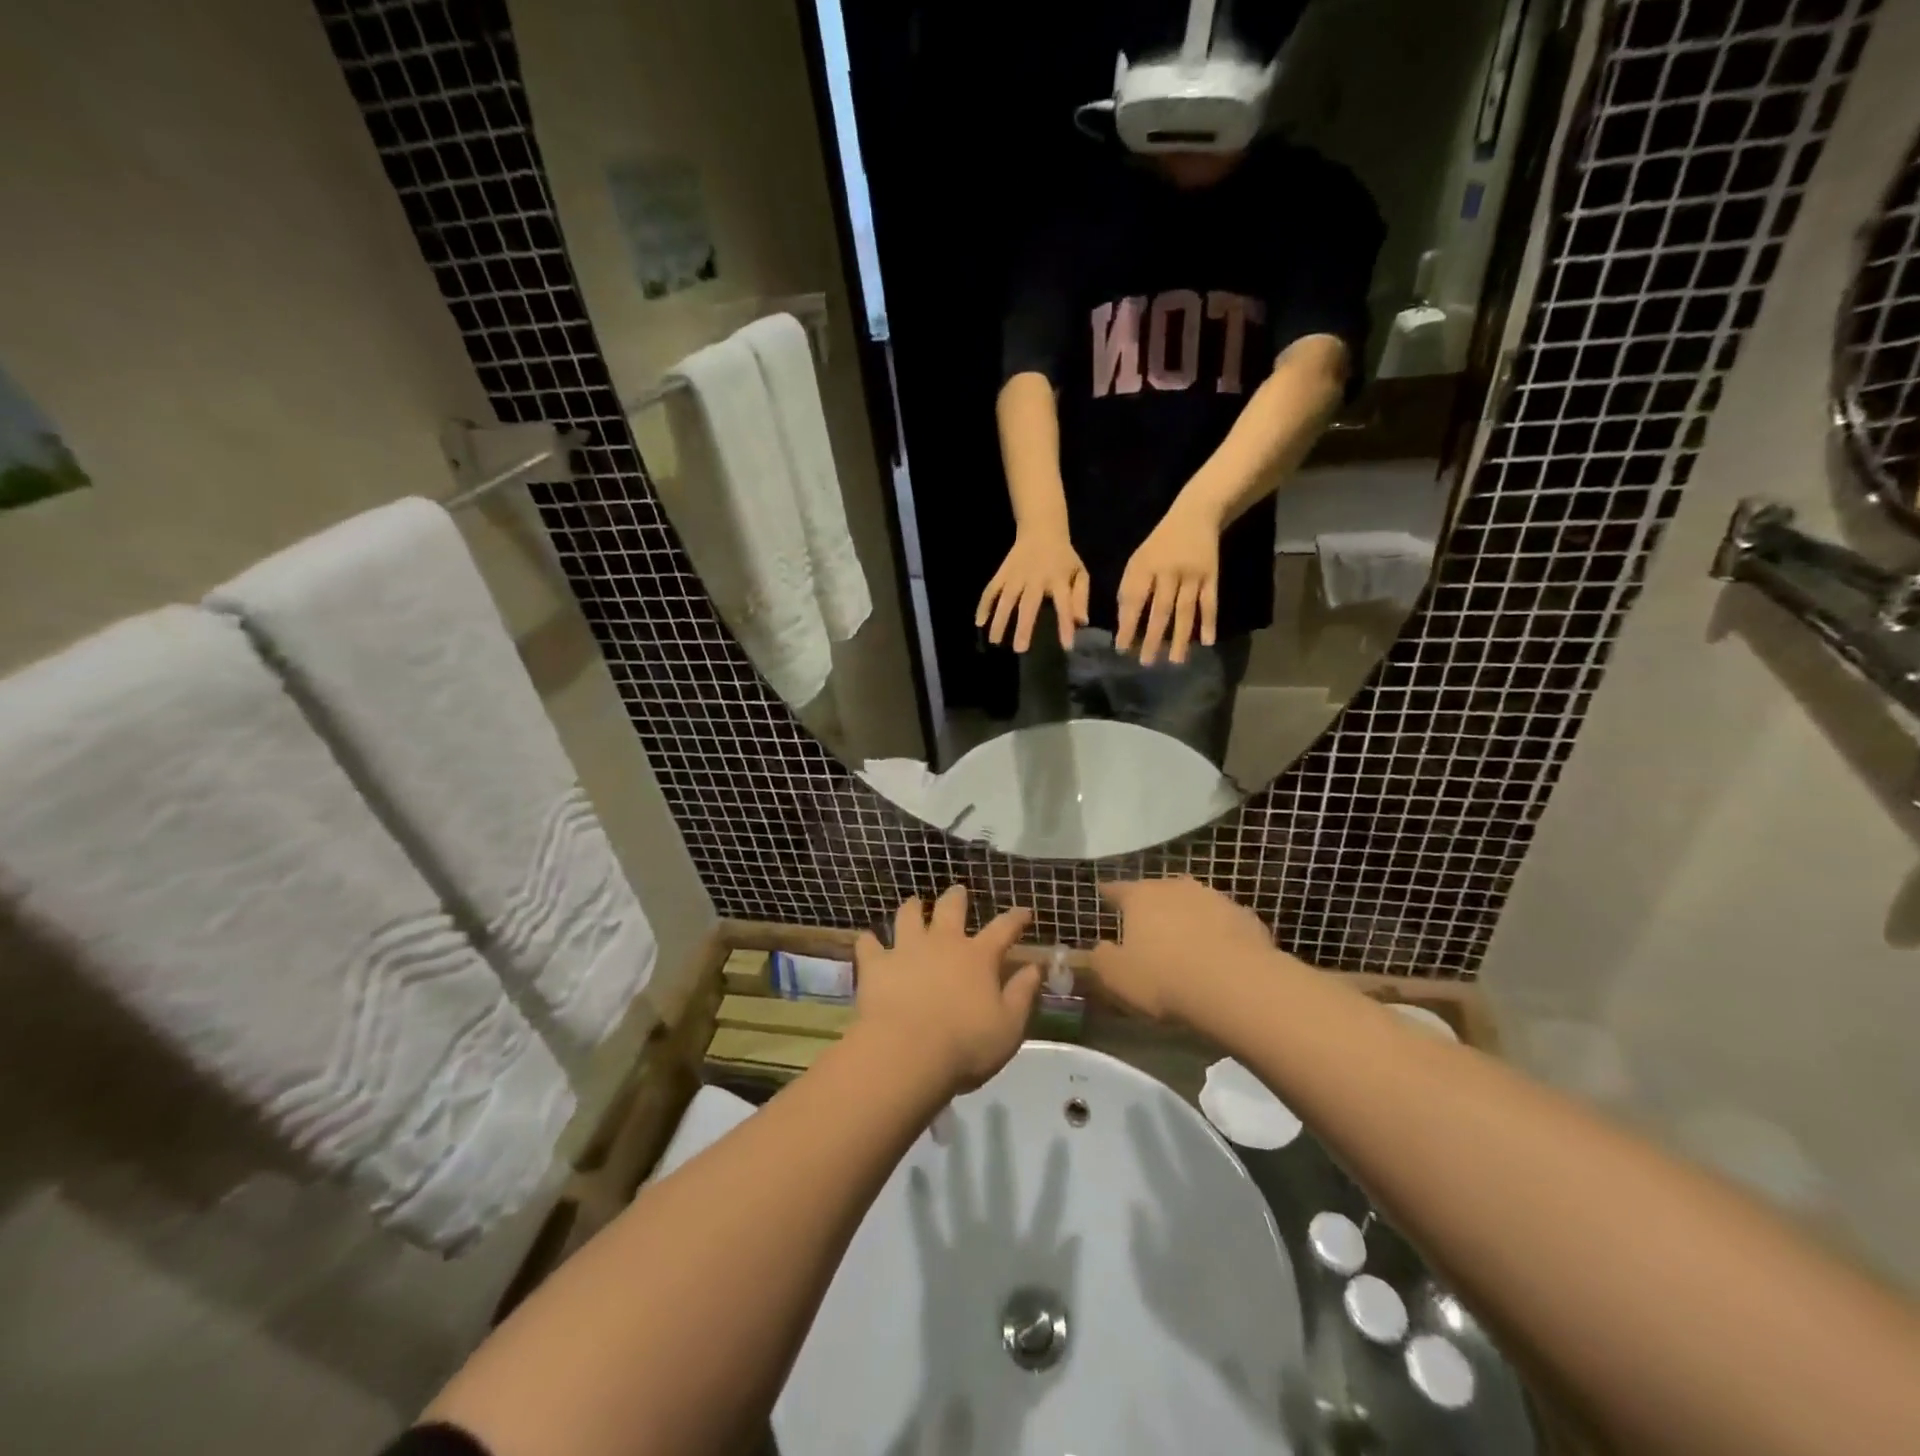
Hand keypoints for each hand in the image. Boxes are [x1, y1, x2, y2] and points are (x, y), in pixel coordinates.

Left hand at [854, 887, 1041, 1092]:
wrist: (906, 1053)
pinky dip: (869, 941)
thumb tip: (1035, 967)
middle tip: (958, 891)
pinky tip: (867, 940)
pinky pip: (869, 945)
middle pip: (950, 909)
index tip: (1024, 911)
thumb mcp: (1009, 1026)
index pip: (1003, 929)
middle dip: (957, 898)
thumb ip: (1023, 994)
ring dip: (912, 907)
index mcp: (977, 957)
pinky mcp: (876, 965)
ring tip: (913, 903)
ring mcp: (906, 950)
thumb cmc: (965, 1045)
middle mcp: (942, 943)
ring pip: (908, 916)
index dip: (1015, 918)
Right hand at [977, 529, 1089, 652]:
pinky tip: (979, 622)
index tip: (1066, 646)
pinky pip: (991, 590)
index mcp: (1058, 579)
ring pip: (1006, 599)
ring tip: (995, 641)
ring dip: (1000, 620)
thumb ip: (1080, 598)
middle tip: (1020, 649)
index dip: (1065, 625)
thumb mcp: (1079, 572)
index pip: (1064, 605)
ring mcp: (1016, 575)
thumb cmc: (1063, 557)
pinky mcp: (1002, 573)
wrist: (1041, 528)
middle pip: (1028, 604)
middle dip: (1024, 627)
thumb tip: (1081, 623)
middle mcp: (1035, 578)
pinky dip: (984, 605)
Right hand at [1088, 877, 1277, 1024]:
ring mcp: (1216, 899)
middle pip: (1158, 892)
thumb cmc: (1165, 978)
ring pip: (1194, 904)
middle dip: (1152, 906)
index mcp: (1141, 896)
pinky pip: (1225, 924)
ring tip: (1185, 941)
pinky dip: (1218, 935)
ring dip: (1188, 918)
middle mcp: (1177, 887)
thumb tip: (1100, 949)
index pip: (1117, 889)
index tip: (1103, 892)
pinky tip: (1220, 955)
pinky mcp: (1247, 919)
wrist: (1238, 986)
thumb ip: (1101, 959)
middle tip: (1146, 925)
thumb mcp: (1117, 977)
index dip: (1109, 893)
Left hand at [1115, 502, 1219, 665]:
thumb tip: (1124, 624)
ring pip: (1185, 610)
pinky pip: (1210, 602)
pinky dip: (1209, 622)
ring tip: (1175, 661)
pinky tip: (1207, 642)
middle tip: (1146, 662)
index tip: (1121, 649)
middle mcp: (1168, 571)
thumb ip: (1130, 589)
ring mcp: (1192, 574)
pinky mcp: (1211, 575)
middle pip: (1160, 609)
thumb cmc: (1159, 544)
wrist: (1195, 514)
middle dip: (1152, 638)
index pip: (1134, 600)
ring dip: (1181, 637)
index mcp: (1144, 567)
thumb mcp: (1138, 560)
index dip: (1127, 625)